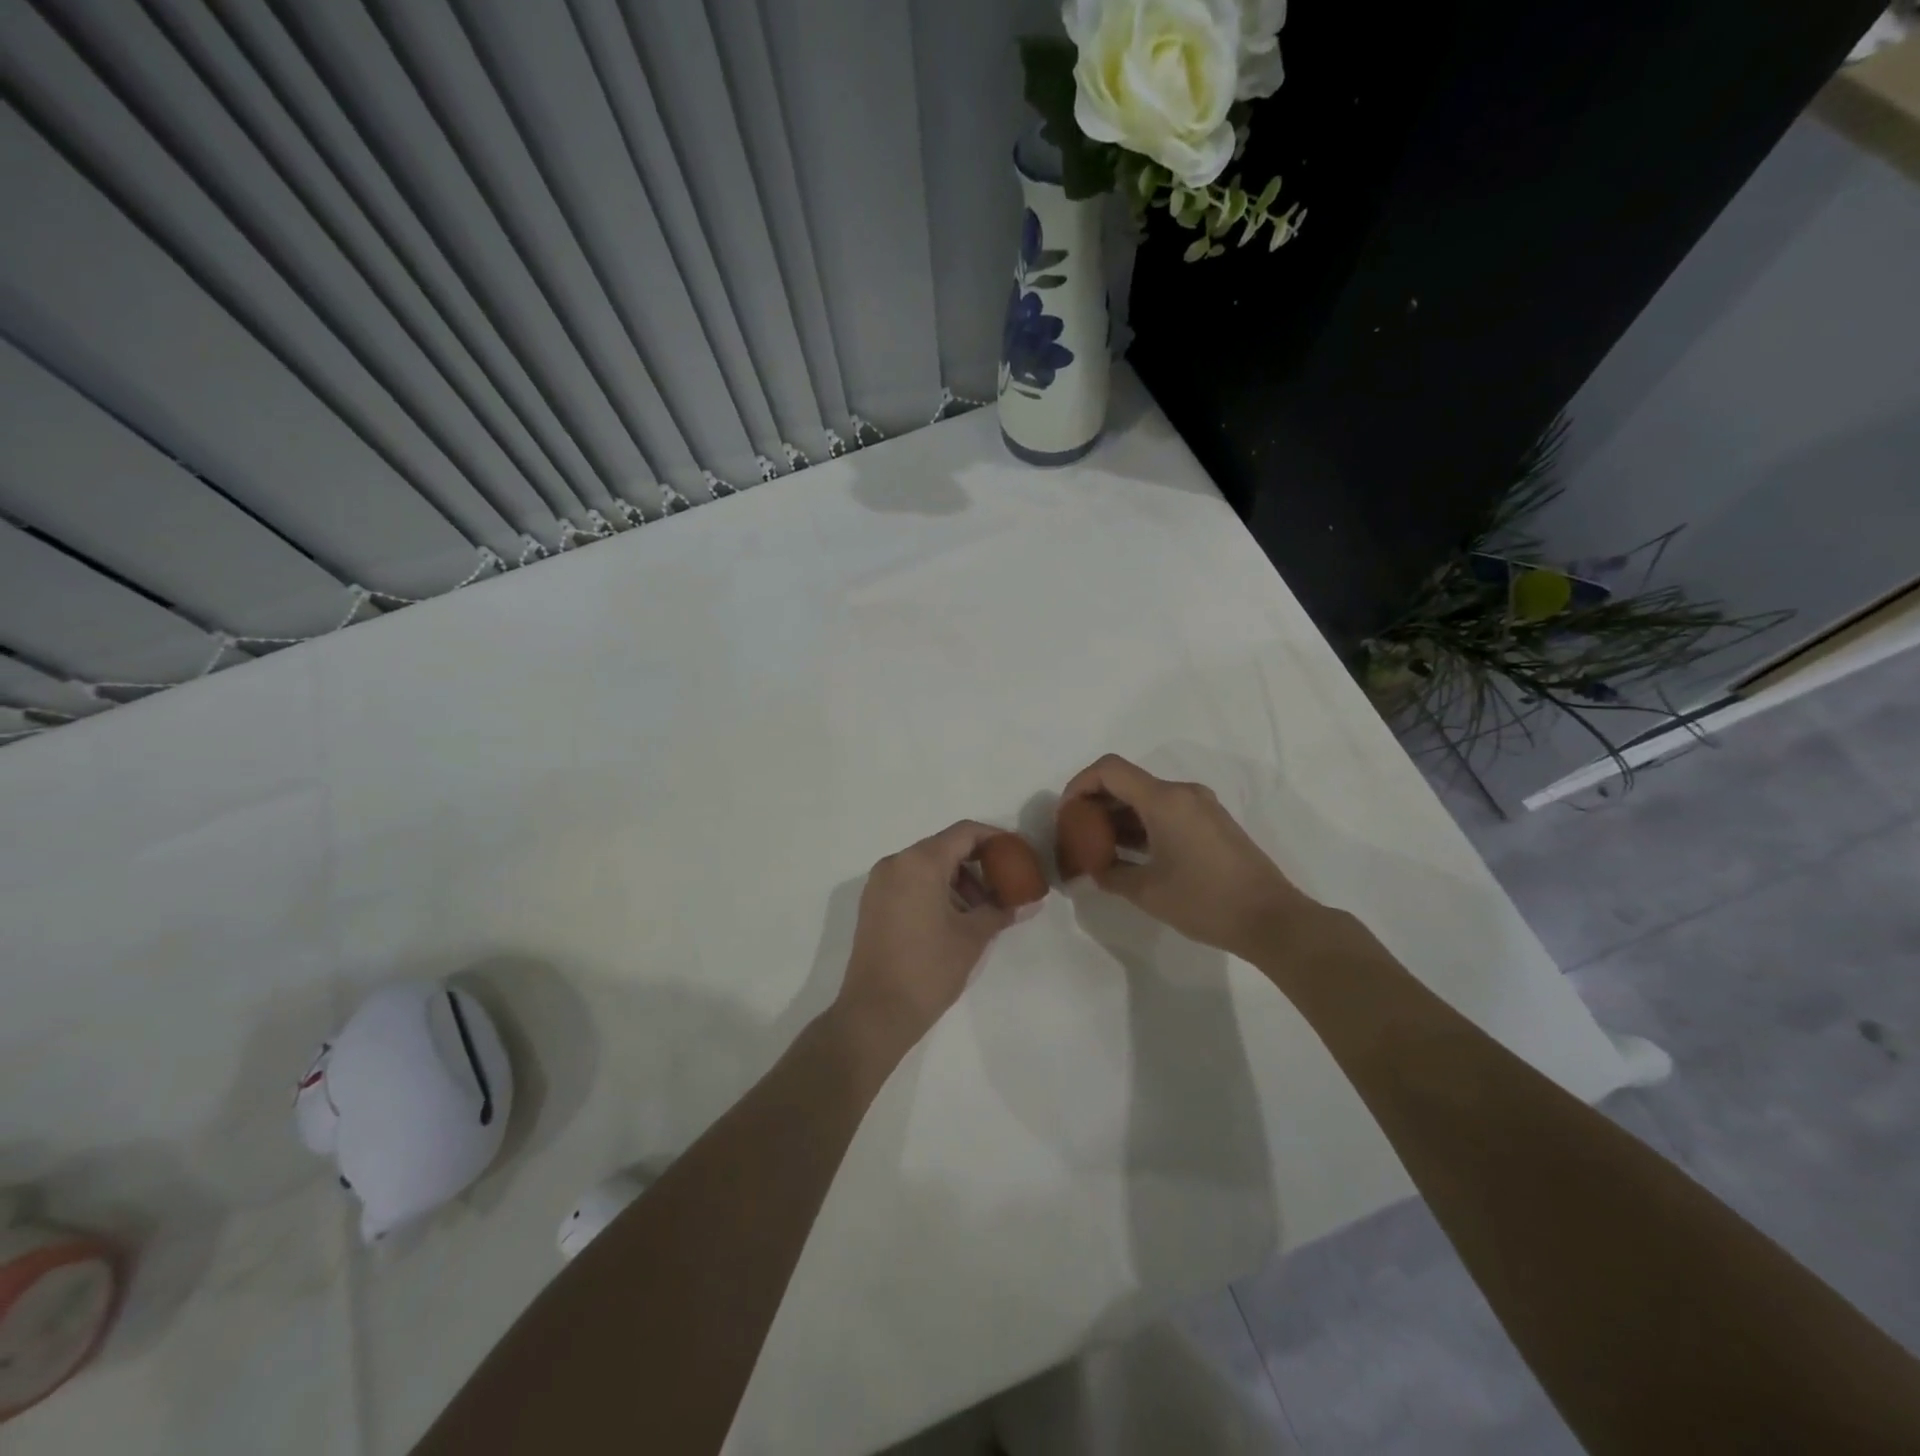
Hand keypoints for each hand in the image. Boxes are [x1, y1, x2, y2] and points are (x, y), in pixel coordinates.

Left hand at [836, 821, 1013, 1049]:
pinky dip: (935, 890)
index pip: (964, 833)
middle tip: (1004, 887)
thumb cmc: (928, 969)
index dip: (995, 839)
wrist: (875, 1013)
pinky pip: (910, 882)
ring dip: (958, 880)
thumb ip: (1002, 910)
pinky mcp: (873, 904)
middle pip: (944, 847)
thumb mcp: (972, 937)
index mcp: (919, 862)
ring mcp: (879, 883)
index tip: (1018, 855)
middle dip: (978, 863)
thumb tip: (1031, 902)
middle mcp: (895, 863)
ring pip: (927, 865)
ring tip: (981, 911)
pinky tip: (954, 919)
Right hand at [1059, 754, 1319, 959]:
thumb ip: (1111, 874)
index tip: (1066, 813)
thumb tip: (1095, 869)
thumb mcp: (1148, 892)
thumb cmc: (1205, 901)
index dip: (1079, 784)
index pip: (1109, 770)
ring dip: (1119, 816)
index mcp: (1165, 800)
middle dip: (1096, 803)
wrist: (1272, 919)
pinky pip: (1166, 811)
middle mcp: (1183, 793)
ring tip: (1099, 848)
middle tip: (1077, 834)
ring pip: (1146, 798)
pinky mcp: (1211, 822)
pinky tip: (1130, 854)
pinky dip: (1142, 824)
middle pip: (1127, 781)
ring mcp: (1201, 806)